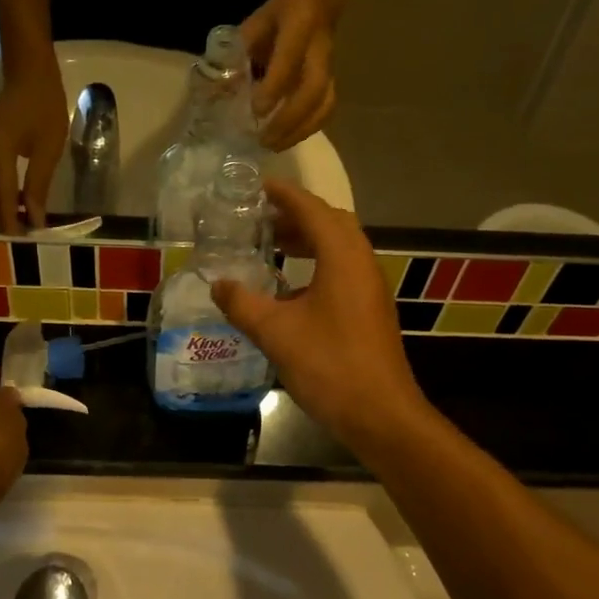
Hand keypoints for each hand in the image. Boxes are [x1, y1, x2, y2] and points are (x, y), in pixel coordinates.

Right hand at [0, 60, 67, 234]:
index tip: (23, 238)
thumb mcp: (49, 148)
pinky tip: (9, 203)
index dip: (10, 218)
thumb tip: (34, 218)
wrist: (29, 74)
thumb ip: (39, 184)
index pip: (1, 193)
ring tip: (12, 222)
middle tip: (14, 235)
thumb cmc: (45, 107)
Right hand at [210, 178, 430, 450]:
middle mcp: (362, 263)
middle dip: (296, 215)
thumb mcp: (276, 333)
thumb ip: (243, 304)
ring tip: (272, 247)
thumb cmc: (329, 365)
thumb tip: (218, 284)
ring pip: (339, 248)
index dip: (284, 194)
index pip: (312, 210)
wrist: (380, 413)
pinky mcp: (370, 310)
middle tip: (261, 219)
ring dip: (308, 241)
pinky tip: (290, 290)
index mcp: (342, 257)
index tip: (257, 185)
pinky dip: (317, 265)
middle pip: (330, 223)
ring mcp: (370, 287)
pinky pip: (343, 271)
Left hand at [241, 0, 337, 151]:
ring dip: (300, 130)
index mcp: (299, 26)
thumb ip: (238, 55)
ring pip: (323, 104)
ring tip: (275, 146)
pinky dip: (308, 128)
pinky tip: (289, 139)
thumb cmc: (281, 14)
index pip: (288, 61)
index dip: (273, 88)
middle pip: (312, 91)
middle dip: (288, 120)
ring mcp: (328, 67)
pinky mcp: (331, 80)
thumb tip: (215, 91)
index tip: (256, 111)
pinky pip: (326, 108)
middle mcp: (318, 50)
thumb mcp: (255, 25)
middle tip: (264, 140)